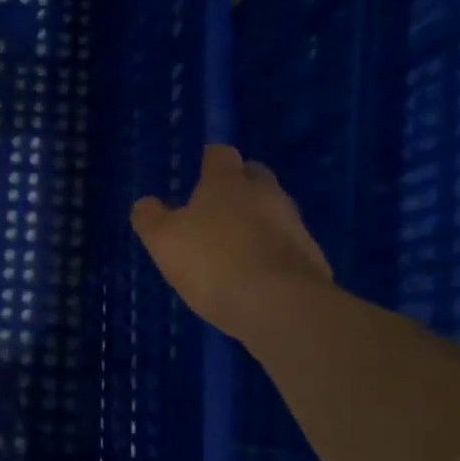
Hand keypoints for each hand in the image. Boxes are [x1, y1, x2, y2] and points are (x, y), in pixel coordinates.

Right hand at [131, 144, 333, 339]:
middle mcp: (266, 194)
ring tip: (235, 248)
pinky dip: (272, 252)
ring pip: (274, 211)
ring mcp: (294, 225)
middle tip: (217, 209)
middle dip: (239, 187)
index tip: (200, 170)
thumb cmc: (212, 262)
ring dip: (257, 222)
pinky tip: (257, 275)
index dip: (210, 160)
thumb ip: (151, 218)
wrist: (279, 305)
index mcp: (227, 183)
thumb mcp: (163, 240)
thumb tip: (147, 203)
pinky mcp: (312, 257)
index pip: (221, 155)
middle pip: (255, 177)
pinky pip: (287, 245)